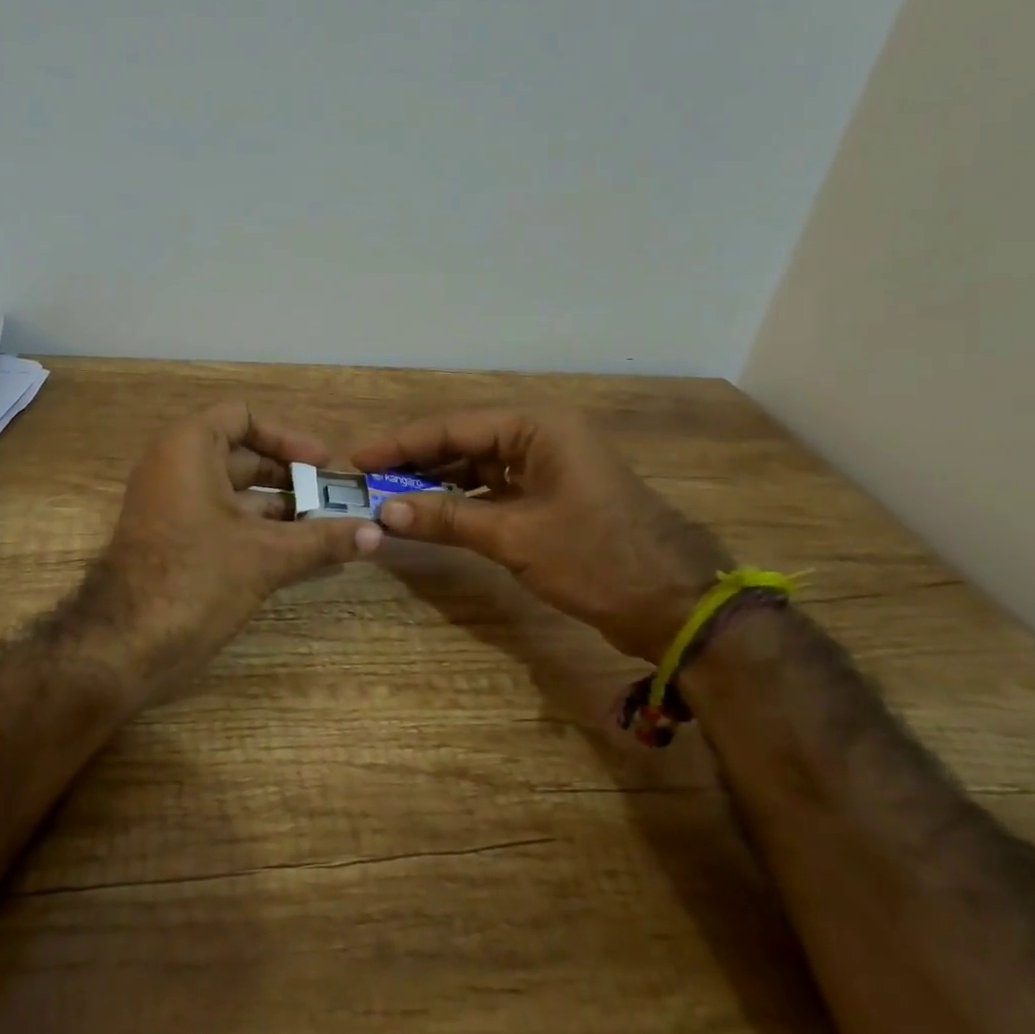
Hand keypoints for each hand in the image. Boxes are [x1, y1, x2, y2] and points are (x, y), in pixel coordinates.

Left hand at [84, 402, 380, 705]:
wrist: (123, 646)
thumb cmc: (195, 579)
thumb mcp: (266, 555)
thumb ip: (323, 539)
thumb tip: (377, 533)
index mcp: (189, 449)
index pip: (242, 417)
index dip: (287, 436)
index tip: (323, 463)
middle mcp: (177, 468)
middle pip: (243, 455)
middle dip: (292, 477)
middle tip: (336, 499)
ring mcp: (173, 506)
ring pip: (236, 493)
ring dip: (281, 508)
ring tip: (329, 528)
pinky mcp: (175, 541)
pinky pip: (225, 521)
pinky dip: (260, 531)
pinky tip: (301, 553)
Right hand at [352, 407, 727, 663]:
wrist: (677, 606)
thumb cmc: (598, 559)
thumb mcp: (515, 537)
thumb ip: (447, 517)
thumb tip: (385, 510)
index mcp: (537, 427)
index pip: (453, 427)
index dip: (400, 443)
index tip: (357, 458)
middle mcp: (540, 435)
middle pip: (462, 442)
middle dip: (415, 463)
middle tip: (365, 481)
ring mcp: (547, 465)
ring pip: (476, 466)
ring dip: (435, 485)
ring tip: (387, 498)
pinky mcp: (551, 495)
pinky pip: (494, 489)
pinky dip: (462, 503)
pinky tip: (428, 516)